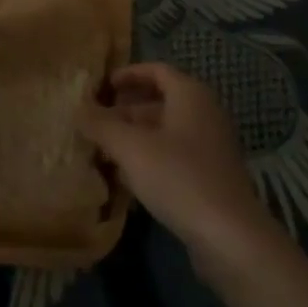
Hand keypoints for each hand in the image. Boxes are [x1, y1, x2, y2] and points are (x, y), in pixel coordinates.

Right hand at [77, 63, 281, 269]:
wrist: (230, 236)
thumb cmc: (179, 177)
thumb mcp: (131, 148)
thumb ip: (102, 125)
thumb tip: (78, 109)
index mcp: (190, 94)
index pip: (156, 70)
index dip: (128, 75)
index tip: (102, 87)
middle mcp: (205, 112)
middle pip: (161, 101)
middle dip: (126, 110)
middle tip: (96, 124)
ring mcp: (211, 146)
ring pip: (167, 131)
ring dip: (136, 137)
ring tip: (105, 151)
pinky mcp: (212, 176)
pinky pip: (176, 155)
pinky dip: (151, 158)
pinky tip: (129, 179)